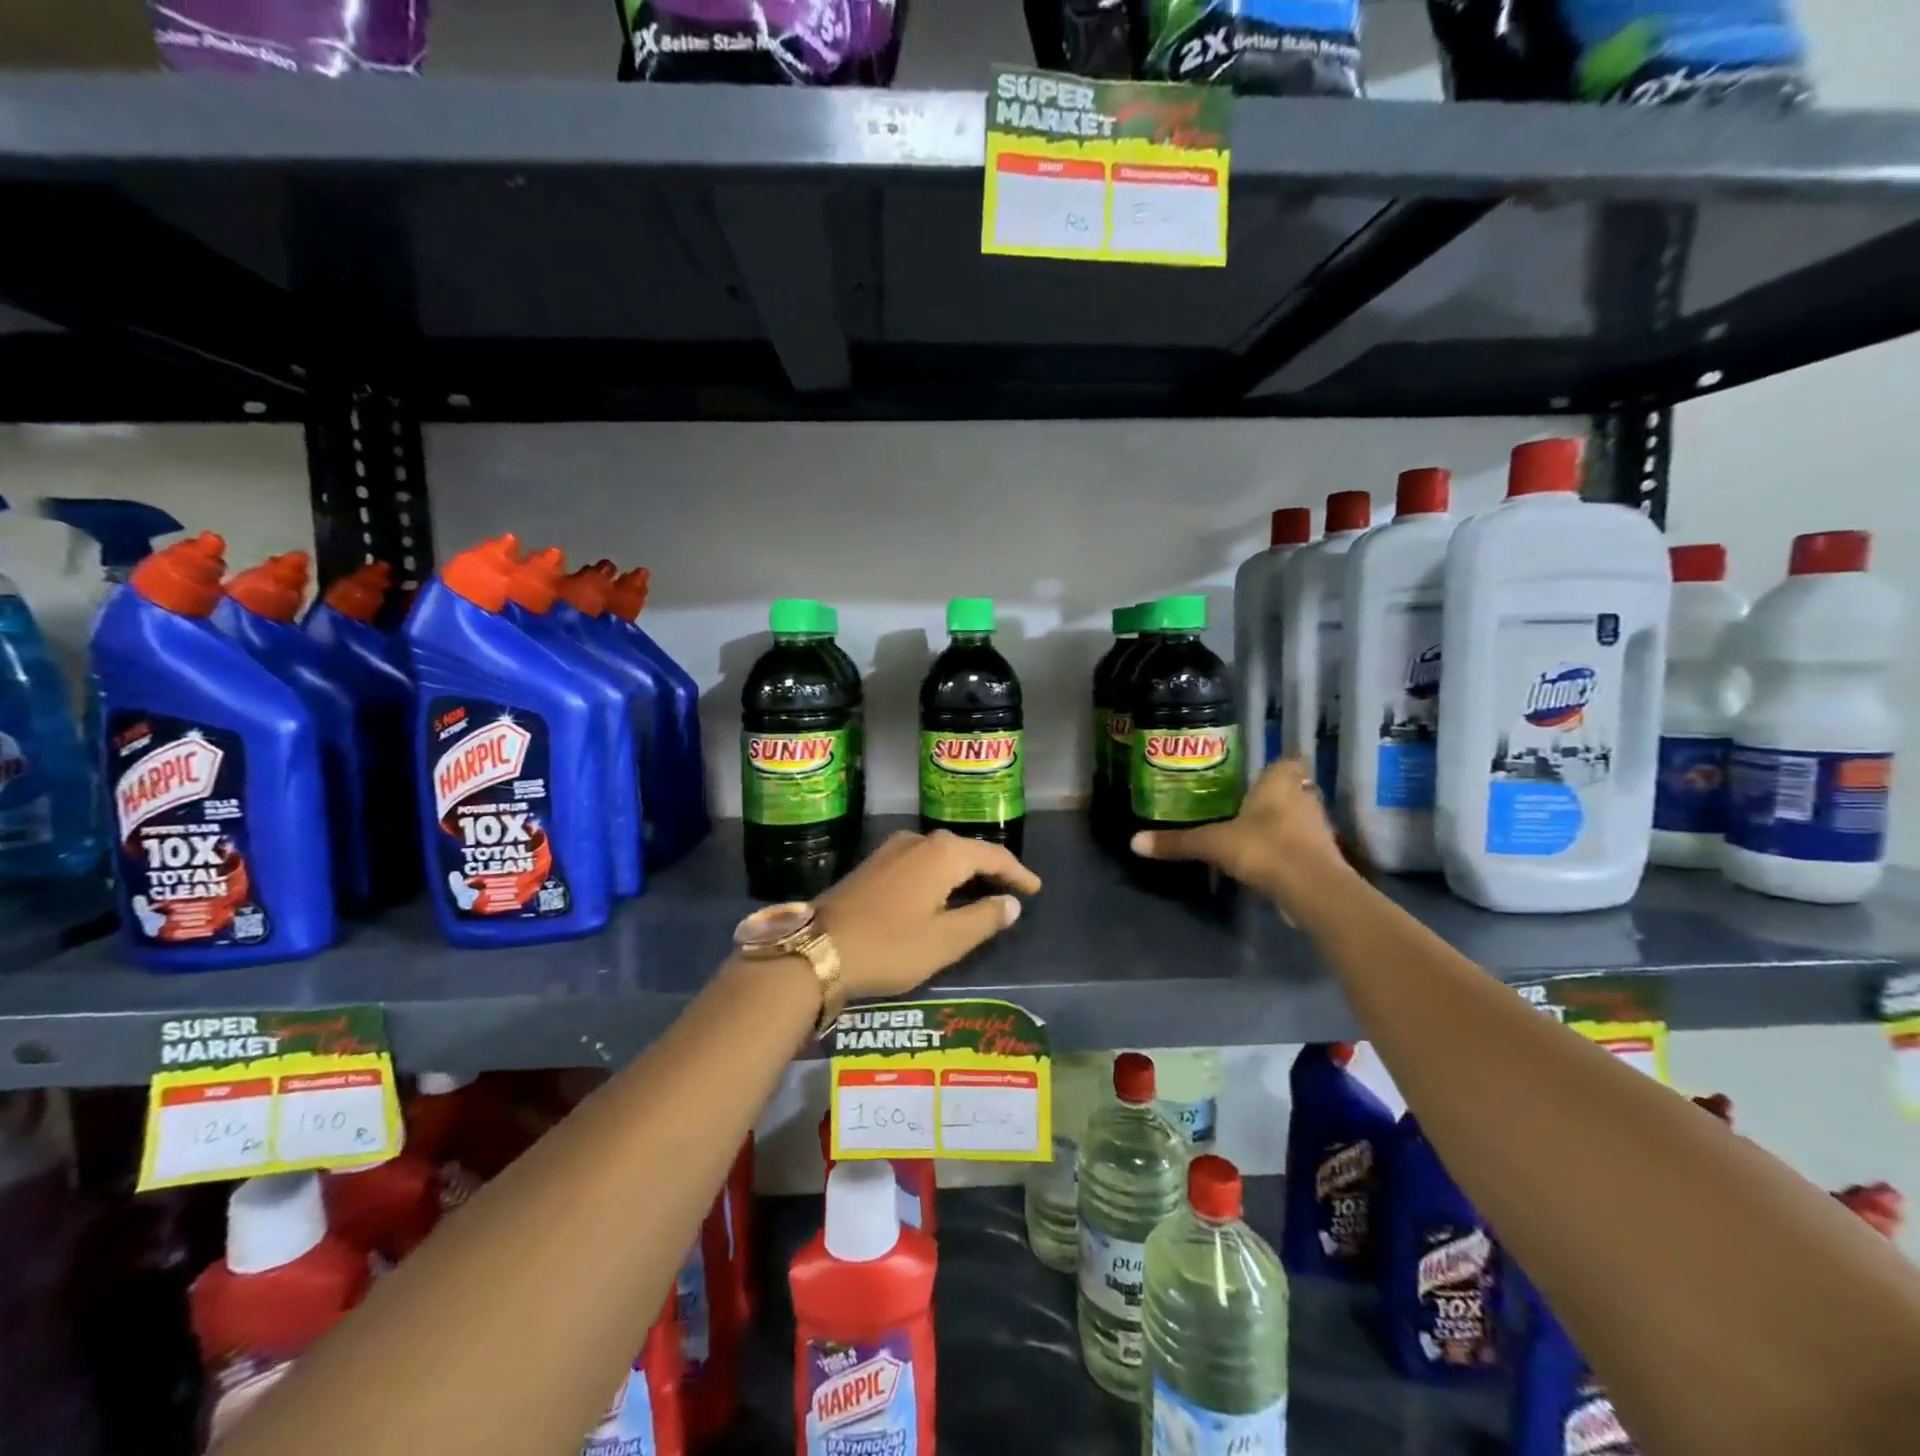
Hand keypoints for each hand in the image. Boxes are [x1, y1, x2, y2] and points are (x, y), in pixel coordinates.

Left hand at [817, 830, 1041, 999]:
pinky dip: (940, 874)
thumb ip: (984, 919)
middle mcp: (919, 840)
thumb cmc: (890, 945)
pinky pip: (921, 861)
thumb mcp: (945, 941)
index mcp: (943, 854)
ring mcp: (892, 849)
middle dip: (991, 869)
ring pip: (941, 855)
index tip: (1035, 889)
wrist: (818, 949)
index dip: (1017, 872)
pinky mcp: (874, 863)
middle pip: (966, 850)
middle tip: (1012, 890)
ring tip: (982, 892)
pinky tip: (942, 893)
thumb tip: (1011, 904)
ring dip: (964, 871)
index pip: (992, 856)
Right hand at [1130, 757, 1354, 912]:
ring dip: (1286, 824)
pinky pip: (1305, 846)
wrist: (1311, 889)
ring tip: (1256, 834)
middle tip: (1250, 805)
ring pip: (1302, 818)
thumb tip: (1134, 842)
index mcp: (1280, 782)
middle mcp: (1304, 798)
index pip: (1289, 760)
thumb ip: (1178, 842)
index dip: (1277, 766)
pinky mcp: (1325, 858)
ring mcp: (1319, 829)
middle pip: (1296, 789)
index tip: (1260, 776)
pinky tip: (1270, 861)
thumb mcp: (1212, 844)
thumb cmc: (1263, 848)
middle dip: (1278, 796)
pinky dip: (1291, 851)